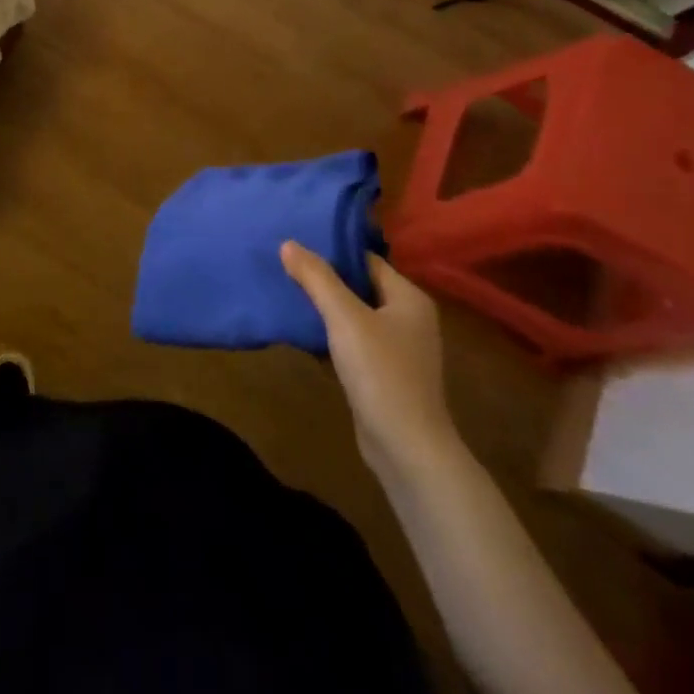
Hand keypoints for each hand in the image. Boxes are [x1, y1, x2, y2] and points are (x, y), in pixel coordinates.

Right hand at [281, 242, 458, 480]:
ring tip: (286, 293)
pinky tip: (301, 333)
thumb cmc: (380, 373)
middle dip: (323, 279)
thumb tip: (288, 243)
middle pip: (359, 286)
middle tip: (284, 265)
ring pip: (353, 316)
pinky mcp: (384, 374)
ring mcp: (397, 349)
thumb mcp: (344, 318)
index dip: (332, 251)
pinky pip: (352, 342)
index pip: (366, 260)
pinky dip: (329, 336)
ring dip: (324, 308)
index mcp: (408, 298)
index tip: (296, 244)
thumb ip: (316, 278)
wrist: (406, 450)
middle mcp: (408, 318)